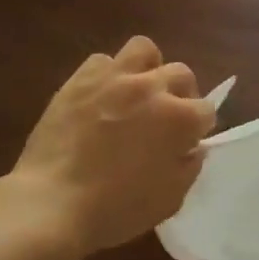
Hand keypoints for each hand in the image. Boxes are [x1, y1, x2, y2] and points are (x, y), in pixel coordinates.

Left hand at [8, 36, 216, 255]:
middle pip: (181, 73)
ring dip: (148, 69)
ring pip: (144, 50)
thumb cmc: (116, 210)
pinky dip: (108, 75)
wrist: (52, 204)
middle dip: (181, 94)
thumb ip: (189, 167)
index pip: (206, 110)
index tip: (186, 144)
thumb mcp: (169, 200)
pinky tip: (102, 98)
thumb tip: (192, 148)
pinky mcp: (79, 80)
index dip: (198, 129)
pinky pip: (102, 61)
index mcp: (180, 119)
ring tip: (138, 92)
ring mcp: (114, 79)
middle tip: (166, 118)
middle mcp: (152, 88)